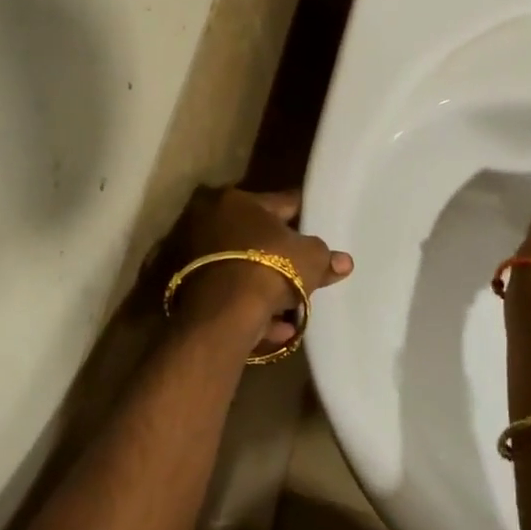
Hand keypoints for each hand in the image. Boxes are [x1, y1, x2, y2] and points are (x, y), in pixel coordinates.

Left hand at [172, 187, 353, 350]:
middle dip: (281, 255)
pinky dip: (251, 310)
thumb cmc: (270, 269)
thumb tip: (344, 262)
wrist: (222, 314)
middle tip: (306, 270)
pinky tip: (279, 329)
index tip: (317, 224)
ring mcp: (193, 257)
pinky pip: (229, 297)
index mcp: (237, 200)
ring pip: (242, 271)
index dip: (303, 215)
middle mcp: (208, 221)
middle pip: (256, 237)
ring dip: (267, 289)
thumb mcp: (310, 259)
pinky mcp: (187, 290)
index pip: (280, 202)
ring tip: (294, 311)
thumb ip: (326, 257)